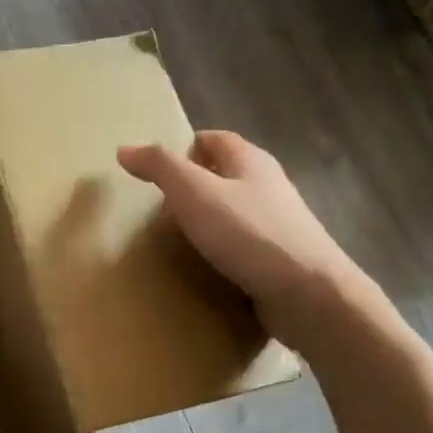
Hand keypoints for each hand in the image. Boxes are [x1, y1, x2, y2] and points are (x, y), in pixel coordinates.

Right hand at [118, 130, 360, 325]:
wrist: (307, 294)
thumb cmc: (248, 234)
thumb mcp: (194, 193)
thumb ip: (160, 168)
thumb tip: (124, 148)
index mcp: (250, 161)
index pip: (214, 139)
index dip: (185, 147)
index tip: (155, 169)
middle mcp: (269, 186)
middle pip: (226, 174)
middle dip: (193, 186)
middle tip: (158, 208)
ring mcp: (279, 224)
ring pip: (235, 211)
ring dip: (208, 220)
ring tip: (176, 239)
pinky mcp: (281, 259)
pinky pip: (244, 245)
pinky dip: (222, 250)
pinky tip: (206, 267)